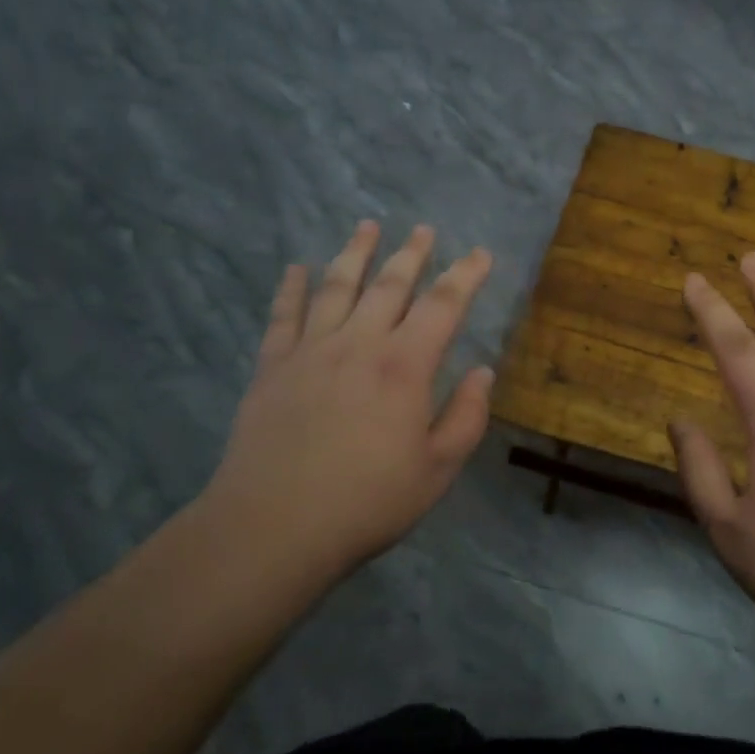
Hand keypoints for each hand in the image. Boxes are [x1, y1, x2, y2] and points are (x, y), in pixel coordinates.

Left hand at [200, 220, 494, 580]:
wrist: (273, 527)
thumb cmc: (367, 502)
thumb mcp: (438, 469)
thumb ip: (466, 417)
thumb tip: (481, 372)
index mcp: (405, 366)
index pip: (443, 305)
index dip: (465, 275)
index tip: (479, 253)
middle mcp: (359, 344)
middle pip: (389, 285)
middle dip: (412, 253)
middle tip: (423, 229)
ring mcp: (310, 351)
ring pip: (337, 287)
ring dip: (355, 254)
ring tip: (367, 226)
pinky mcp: (272, 368)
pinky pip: (284, 316)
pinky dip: (292, 288)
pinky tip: (297, 269)